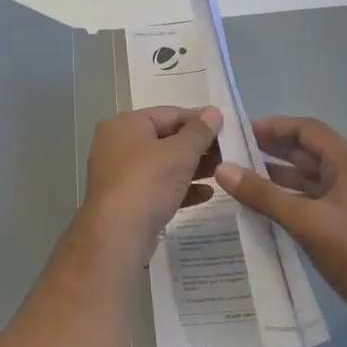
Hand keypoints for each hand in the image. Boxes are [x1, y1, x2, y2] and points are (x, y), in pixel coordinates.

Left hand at [80, 106, 222, 261]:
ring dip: (193, 168)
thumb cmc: (147, 183)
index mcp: (125, 125)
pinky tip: (207, 194)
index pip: (168, 113)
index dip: (199, 120)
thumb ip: (199, 132)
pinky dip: (180, 188)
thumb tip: (213, 111)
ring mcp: (120, 174)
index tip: (226, 129)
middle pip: (165, 139)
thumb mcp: (179, 153)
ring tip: (223, 172)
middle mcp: (117, 145)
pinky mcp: (127, 200)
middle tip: (229, 153)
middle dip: (197, 146)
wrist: (117, 235)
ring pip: (163, 165)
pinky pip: (158, 188)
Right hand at [214, 116, 346, 308]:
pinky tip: (263, 204)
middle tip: (234, 151)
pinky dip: (287, 195)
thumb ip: (262, 194)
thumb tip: (222, 169)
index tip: (242, 131)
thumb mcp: (304, 220)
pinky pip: (311, 197)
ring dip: (277, 173)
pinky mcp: (345, 220)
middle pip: (307, 150)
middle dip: (272, 148)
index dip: (275, 126)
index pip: (308, 130)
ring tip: (241, 175)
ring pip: (308, 176)